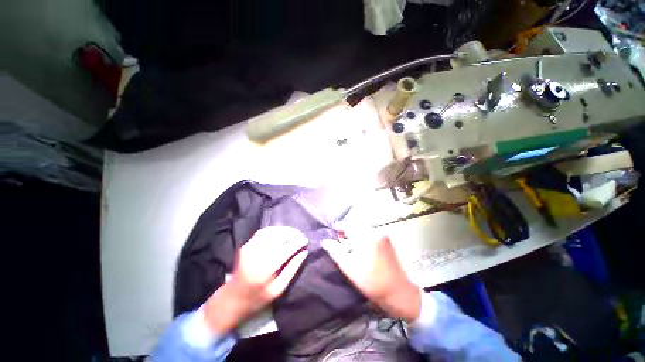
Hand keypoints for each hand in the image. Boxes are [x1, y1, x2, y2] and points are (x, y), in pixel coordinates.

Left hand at [203, 227, 307, 333]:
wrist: (232, 299)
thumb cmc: (257, 298)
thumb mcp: (278, 289)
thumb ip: (292, 269)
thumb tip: (304, 253)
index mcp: (266, 269)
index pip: (286, 249)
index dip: (298, 243)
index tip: (306, 240)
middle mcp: (257, 255)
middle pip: (279, 237)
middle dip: (293, 234)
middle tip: (301, 236)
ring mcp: (250, 248)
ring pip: (271, 231)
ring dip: (285, 230)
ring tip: (294, 233)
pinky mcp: (246, 245)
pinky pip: (263, 232)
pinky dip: (275, 230)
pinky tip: (281, 232)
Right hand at [322, 233, 420, 322]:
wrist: (399, 292)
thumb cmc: (372, 282)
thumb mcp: (350, 268)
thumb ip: (336, 252)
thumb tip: (324, 241)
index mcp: (366, 236)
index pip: (348, 225)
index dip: (338, 228)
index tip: (332, 233)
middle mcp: (376, 231)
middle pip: (356, 227)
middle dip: (346, 232)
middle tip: (339, 242)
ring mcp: (383, 235)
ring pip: (363, 231)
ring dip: (355, 236)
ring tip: (349, 246)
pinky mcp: (387, 241)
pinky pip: (371, 234)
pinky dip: (363, 238)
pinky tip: (361, 249)